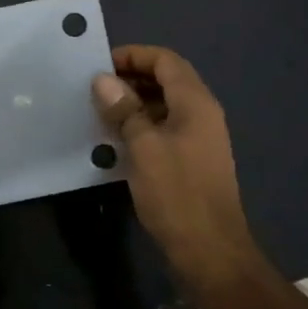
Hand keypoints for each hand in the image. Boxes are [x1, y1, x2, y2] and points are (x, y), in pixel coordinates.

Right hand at [92, 45, 261, 289]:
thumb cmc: (178, 194)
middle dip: (132, 76)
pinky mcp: (192, 160)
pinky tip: (117, 139)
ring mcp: (199, 138)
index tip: (101, 64)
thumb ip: (124, 110)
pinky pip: (165, 128)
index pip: (165, 60)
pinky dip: (142, 124)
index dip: (134, 55)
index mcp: (195, 103)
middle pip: (167, 79)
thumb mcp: (144, 147)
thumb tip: (103, 79)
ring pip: (165, 104)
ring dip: (135, 101)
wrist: (211, 253)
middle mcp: (202, 114)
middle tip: (96, 87)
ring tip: (101, 110)